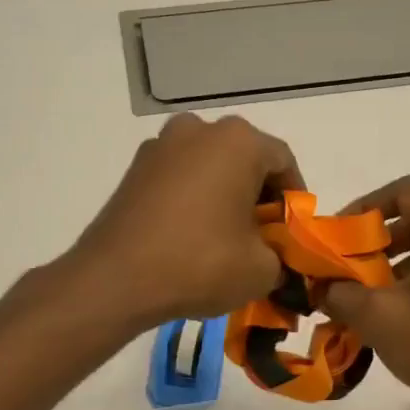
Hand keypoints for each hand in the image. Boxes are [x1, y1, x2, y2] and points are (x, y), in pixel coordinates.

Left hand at [68, 113, 303, 328]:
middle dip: (258, 196)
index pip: (284, 162)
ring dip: (224, 195)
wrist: (115, 279)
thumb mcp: (261, 270)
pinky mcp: (135, 169)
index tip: (292, 232)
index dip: (294, 199)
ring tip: (225, 238)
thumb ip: (282, 255)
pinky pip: (180, 178)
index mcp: (238, 141)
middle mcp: (199, 130)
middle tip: (262, 237)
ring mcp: (161, 146)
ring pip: (210, 167)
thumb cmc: (200, 263)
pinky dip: (193, 199)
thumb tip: (274, 254)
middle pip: (245, 159)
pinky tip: (191, 236)